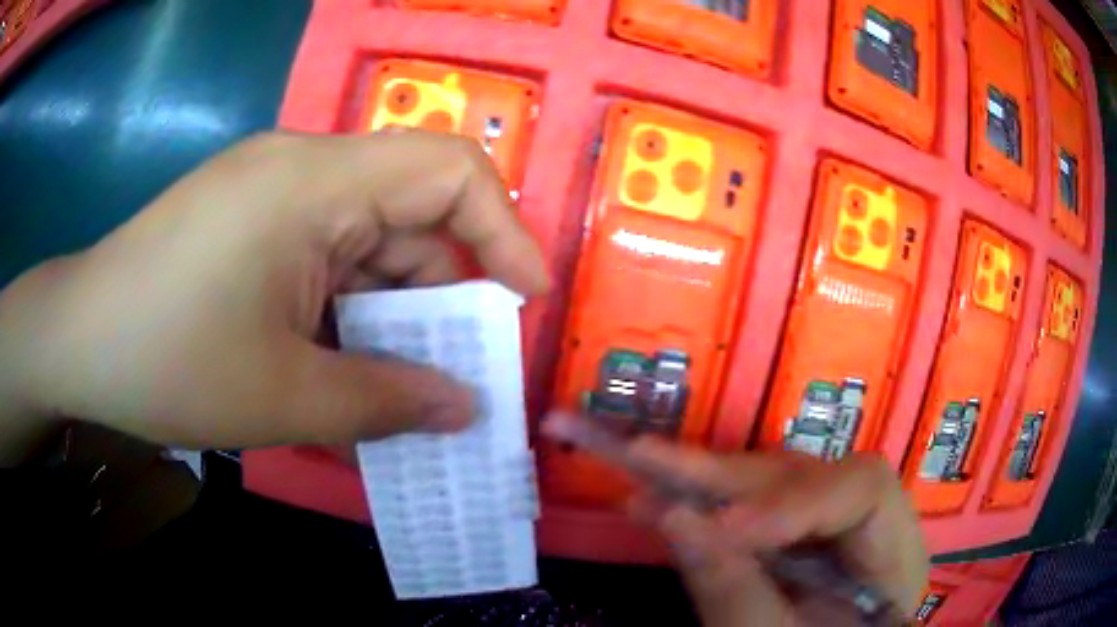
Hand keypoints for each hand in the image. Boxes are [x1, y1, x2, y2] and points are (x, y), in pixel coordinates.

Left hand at [0, 131, 548, 464]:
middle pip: (408, 208)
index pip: (449, 170)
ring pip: (365, 235)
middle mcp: (299, 164)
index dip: (505, 230)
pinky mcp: (250, 215)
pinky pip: (324, 248)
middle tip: (454, 368)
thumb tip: (465, 410)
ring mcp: (270, 187)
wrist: (78, 339)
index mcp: (312, 182)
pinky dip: (346, 304)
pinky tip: (336, 358)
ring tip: (393, 381)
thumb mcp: (283, 397)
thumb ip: (386, 403)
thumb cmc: (167, 361)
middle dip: (442, 290)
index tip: (526, 300)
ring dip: (388, 307)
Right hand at [622, 440, 927, 625]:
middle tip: (649, 459)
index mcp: (892, 553)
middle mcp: (866, 526)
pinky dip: (704, 505)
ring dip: (706, 482)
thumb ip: (735, 593)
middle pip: (810, 476)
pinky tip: (661, 499)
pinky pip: (750, 509)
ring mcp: (828, 529)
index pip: (864, 490)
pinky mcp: (793, 539)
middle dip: (730, 476)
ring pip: (774, 484)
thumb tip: (675, 515)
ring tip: (643, 468)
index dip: (795, 499)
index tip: (724, 527)